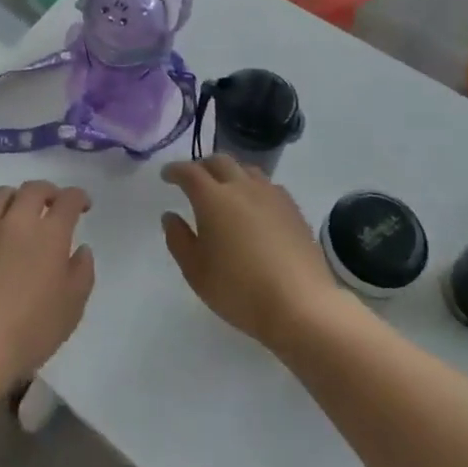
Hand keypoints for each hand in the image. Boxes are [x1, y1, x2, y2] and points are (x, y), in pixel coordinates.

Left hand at [0, 180, 95, 393]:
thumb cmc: (30, 329)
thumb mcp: (72, 307)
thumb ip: (82, 273)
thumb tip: (81, 249)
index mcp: (50, 234)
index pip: (67, 200)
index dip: (78, 197)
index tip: (83, 206)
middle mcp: (18, 222)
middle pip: (33, 189)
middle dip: (48, 191)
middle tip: (53, 204)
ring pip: (0, 194)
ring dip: (15, 196)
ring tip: (20, 210)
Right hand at [162, 156, 336, 352]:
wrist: (300, 305)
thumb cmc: (239, 290)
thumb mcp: (196, 272)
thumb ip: (178, 240)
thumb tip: (170, 216)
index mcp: (213, 198)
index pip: (189, 172)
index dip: (175, 170)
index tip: (166, 175)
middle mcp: (241, 186)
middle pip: (219, 161)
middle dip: (202, 165)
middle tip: (194, 179)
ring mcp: (271, 194)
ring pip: (245, 169)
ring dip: (230, 172)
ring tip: (225, 188)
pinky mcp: (292, 208)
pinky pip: (267, 185)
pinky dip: (253, 187)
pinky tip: (255, 205)